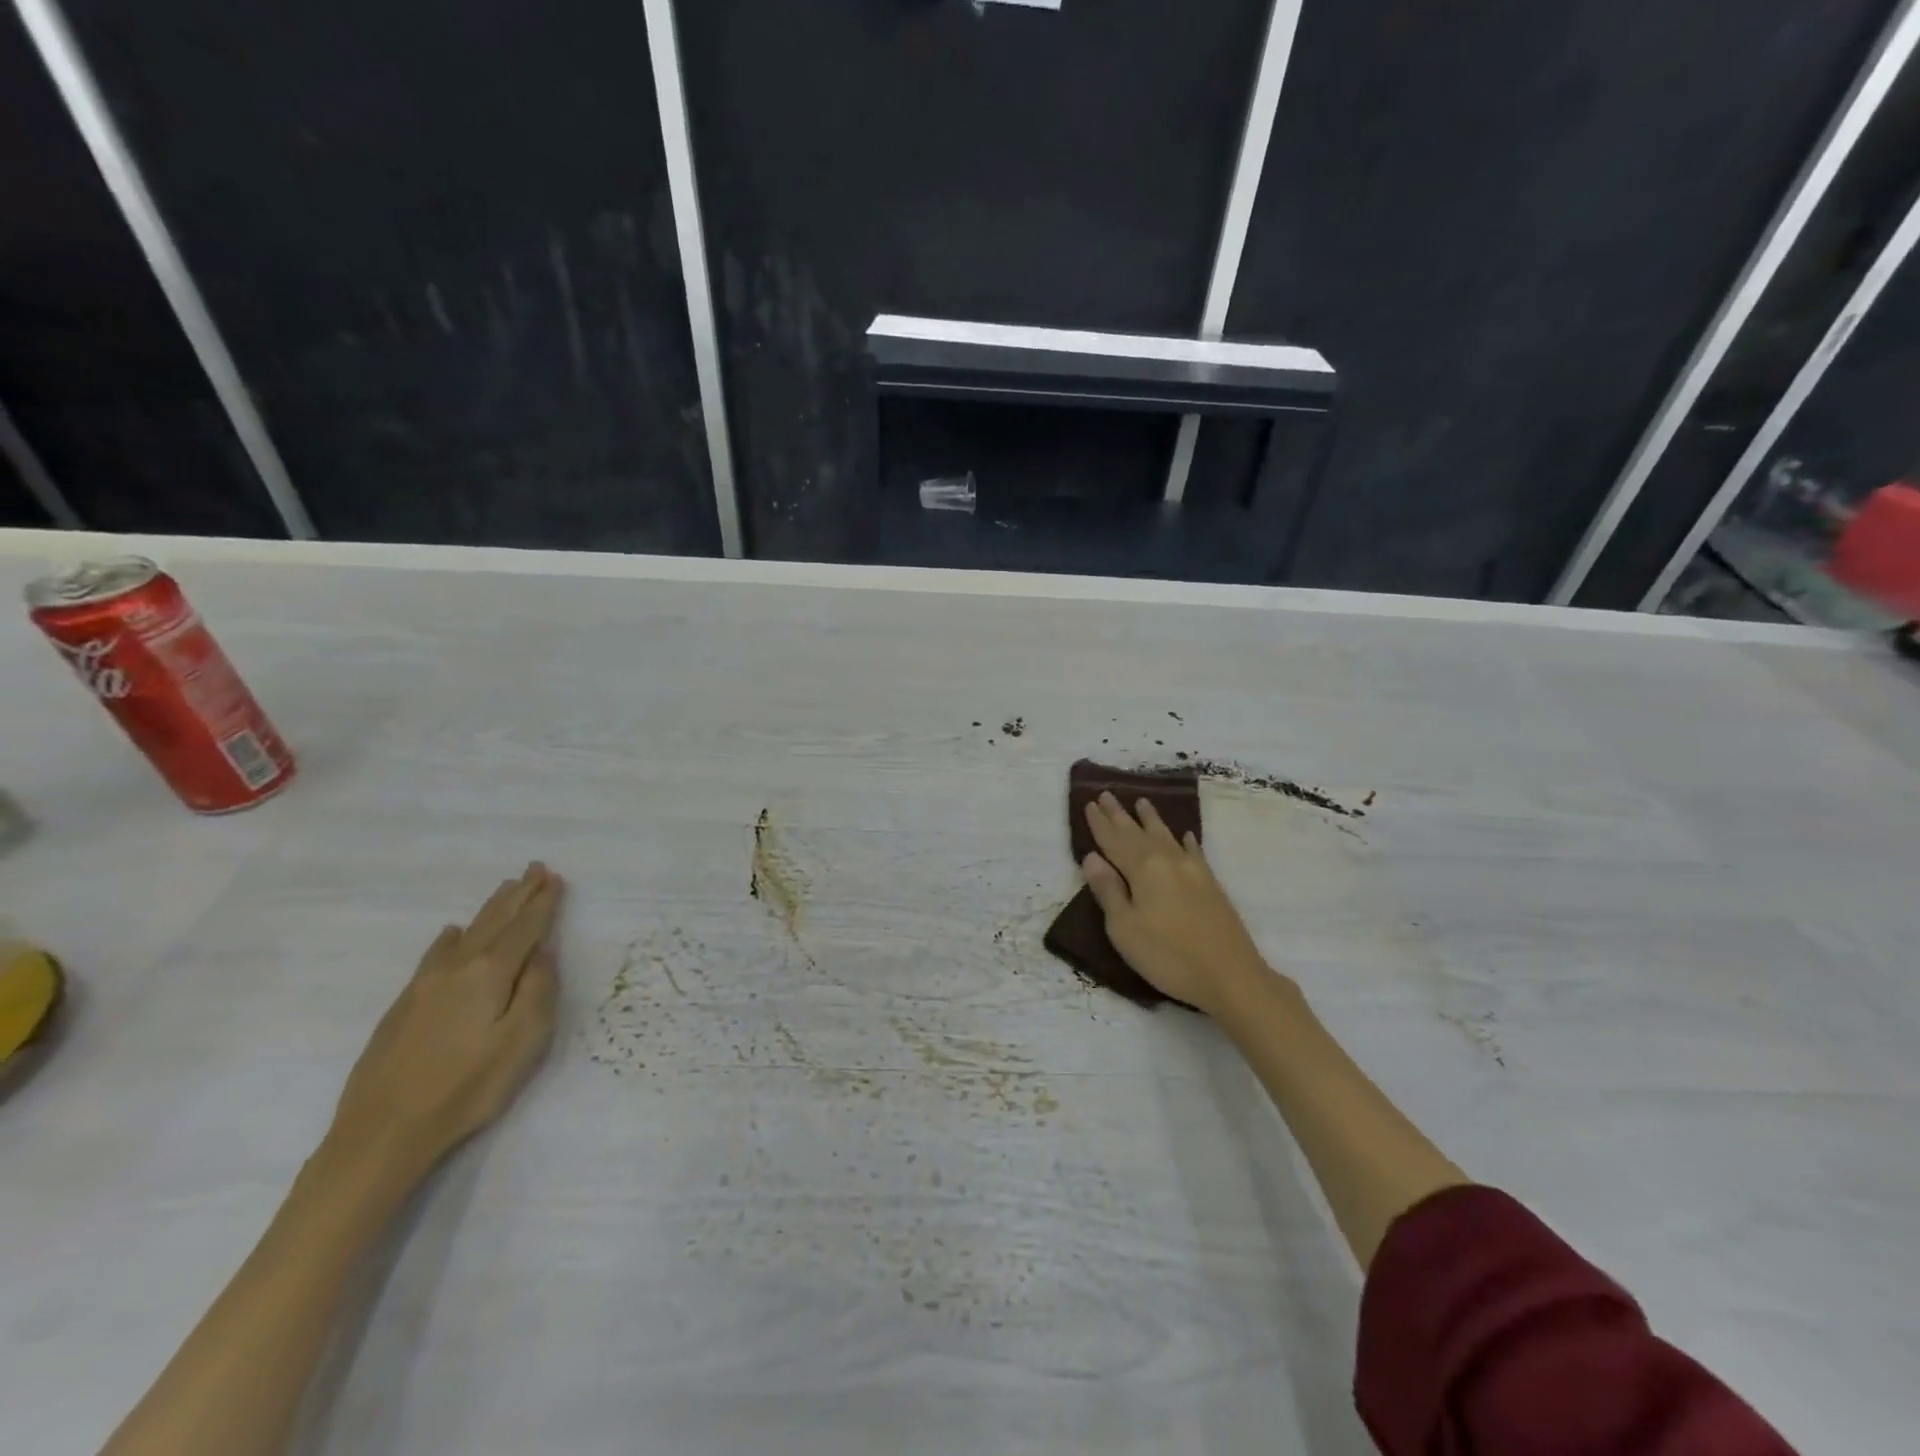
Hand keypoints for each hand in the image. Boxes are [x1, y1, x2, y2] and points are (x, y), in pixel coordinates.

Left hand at [328, 863, 563, 1181]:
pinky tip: (452, 933)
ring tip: (506, 889)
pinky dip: (452, 937)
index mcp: (490, 973)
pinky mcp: (404, 1004)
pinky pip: (436, 954)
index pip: (525, 928)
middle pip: (495, 921)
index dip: (543, 903)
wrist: (381, 1132)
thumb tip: (542, 953)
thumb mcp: (522, 1041)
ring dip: (490, 909)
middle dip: (518, 895)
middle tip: (534, 869)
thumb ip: (538, 991)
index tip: (555, 878)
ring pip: (466, 933)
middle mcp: (457, 968)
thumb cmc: (466, 1088)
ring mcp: (425, 985)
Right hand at [1080, 794, 1282, 1017]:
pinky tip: (1185, 835)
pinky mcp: (1211, 884)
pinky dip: (1185, 841)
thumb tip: (1091, 857)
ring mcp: (1193, 870)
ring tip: (1142, 802)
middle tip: (1106, 794)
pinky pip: (1194, 851)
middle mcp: (1167, 860)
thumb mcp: (1124, 928)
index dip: (1099, 824)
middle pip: (1138, 832)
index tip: (1089, 803)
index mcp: (1142, 869)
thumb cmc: (1167, 955)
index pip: (1114, 840)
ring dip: (1151, 819)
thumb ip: (1108, 891)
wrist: (1231, 975)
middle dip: (1120, 815)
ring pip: (1166, 836)